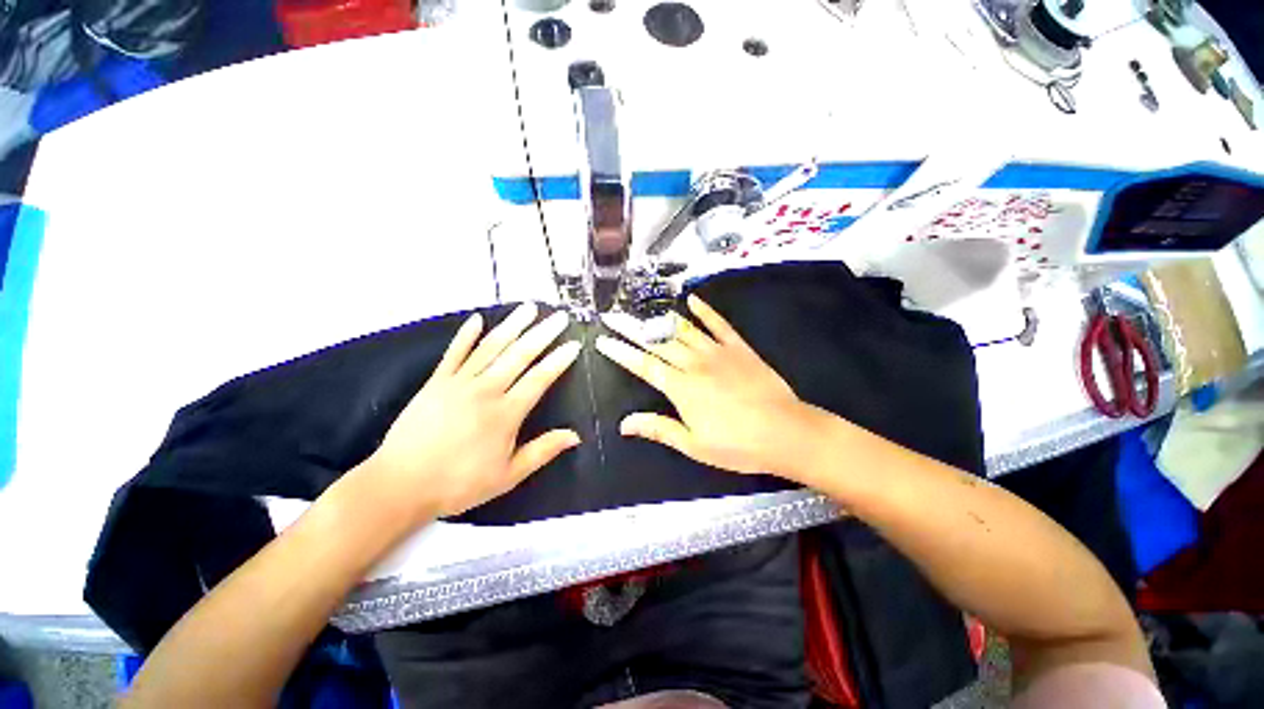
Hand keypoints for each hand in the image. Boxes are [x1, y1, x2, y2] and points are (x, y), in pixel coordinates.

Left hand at [353, 303, 581, 520]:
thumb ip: (543, 451)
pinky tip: (477, 318)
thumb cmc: (459, 483)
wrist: (400, 485)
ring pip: (491, 347)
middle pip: (519, 355)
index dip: (558, 360)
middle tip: (560, 317)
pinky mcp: (436, 382)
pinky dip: (466, 335)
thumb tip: (576, 435)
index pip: (539, 379)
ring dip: (512, 325)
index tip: (574, 345)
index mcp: (505, 413)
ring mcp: (459, 382)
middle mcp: (485, 390)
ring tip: (529, 308)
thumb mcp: (508, 475)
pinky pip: (454, 353)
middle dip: (543, 334)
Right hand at [595, 295, 814, 478]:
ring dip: (661, 319)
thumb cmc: (738, 445)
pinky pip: (719, 324)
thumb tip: (624, 424)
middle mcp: (695, 364)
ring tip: (643, 309)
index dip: (621, 352)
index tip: (603, 341)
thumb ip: (658, 429)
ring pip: (684, 330)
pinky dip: (705, 311)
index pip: (643, 365)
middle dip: (632, 329)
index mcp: (681, 388)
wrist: (786, 433)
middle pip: (658, 342)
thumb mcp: (694, 445)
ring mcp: (718, 352)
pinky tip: (693, 300)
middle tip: (613, 316)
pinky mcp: (739, 348)